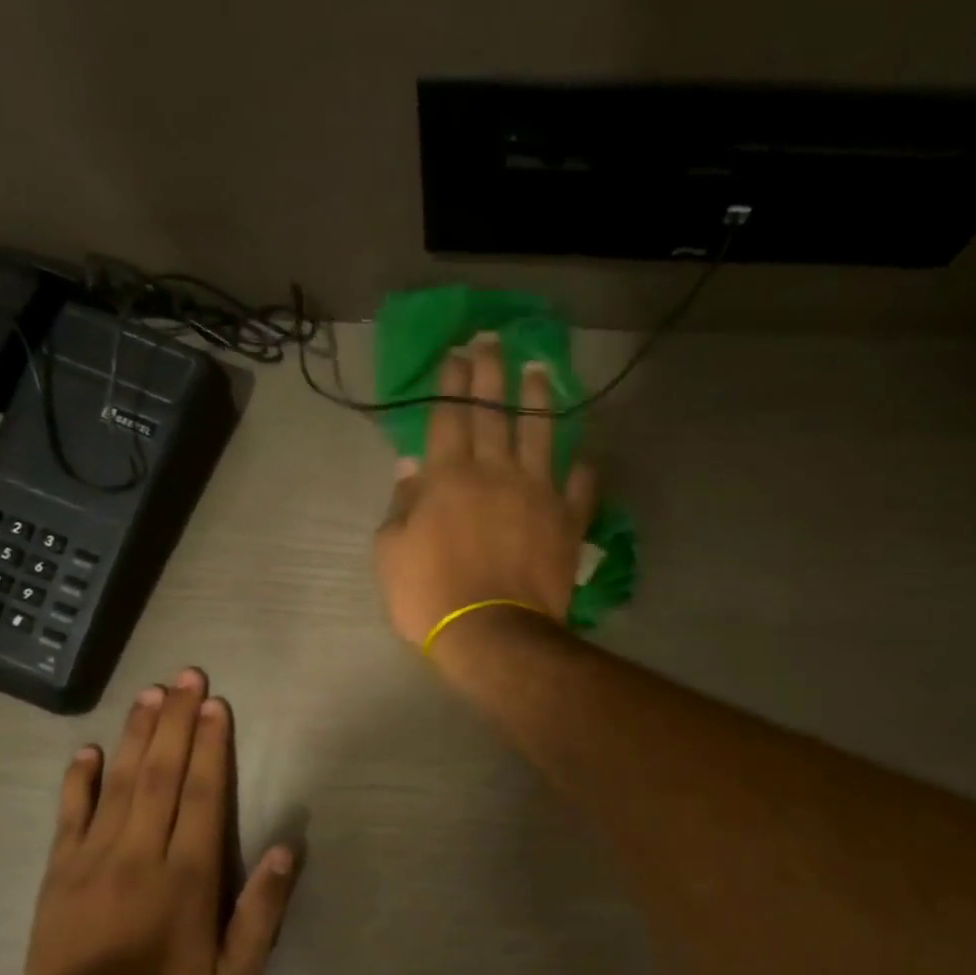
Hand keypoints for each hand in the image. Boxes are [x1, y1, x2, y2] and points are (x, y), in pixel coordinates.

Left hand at [22, 671, 296, 974]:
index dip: (210, 745)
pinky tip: (87, 750)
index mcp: (187, 876)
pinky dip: (78, 780)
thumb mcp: (235, 974)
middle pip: (161, 774)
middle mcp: (140, 855)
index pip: (202, 794)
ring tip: (150, 695)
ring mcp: (92, 861)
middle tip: (186, 677)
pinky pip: (68, 816)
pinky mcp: (58, 875)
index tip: (216, 705)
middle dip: (176, 721)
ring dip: (135, 735)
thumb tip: (286, 848)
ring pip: (118, 783)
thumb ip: (262, 910)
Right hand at [375, 334, 595, 649]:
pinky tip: (585, 457)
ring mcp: (537, 494)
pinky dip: (583, 471)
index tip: (455, 354)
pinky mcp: (567, 521)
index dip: (451, 382)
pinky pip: (579, 488)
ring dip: (539, 400)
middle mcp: (495, 472)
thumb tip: (410, 469)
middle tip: (493, 340)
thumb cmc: (430, 597)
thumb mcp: (391, 554)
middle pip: (493, 413)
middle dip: (490, 373)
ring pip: (541, 435)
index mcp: (447, 477)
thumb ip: (401, 507)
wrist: (492, 634)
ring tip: (540, 371)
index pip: (448, 416)